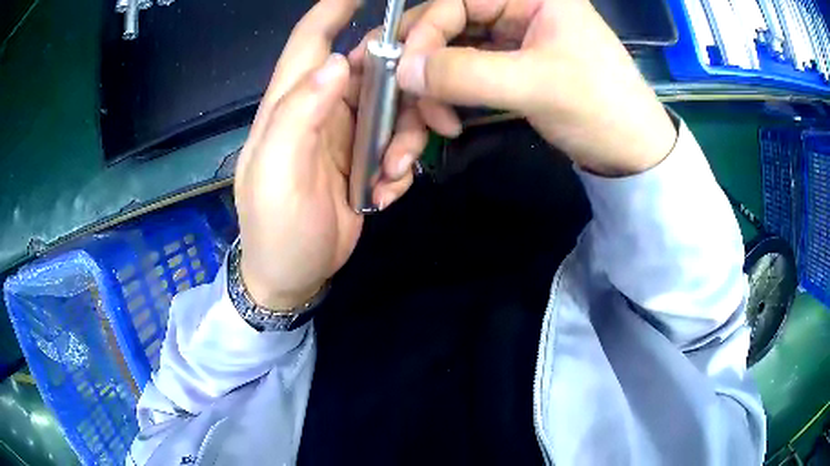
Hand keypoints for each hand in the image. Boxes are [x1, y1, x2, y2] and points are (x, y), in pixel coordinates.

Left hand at [234, 0, 425, 308]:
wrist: (291, 277)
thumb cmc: (275, 228)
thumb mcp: (276, 173)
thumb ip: (298, 114)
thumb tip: (339, 62)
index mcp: (290, 103)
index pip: (311, 40)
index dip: (334, 9)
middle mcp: (320, 107)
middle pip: (372, 70)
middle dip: (404, 89)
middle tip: (426, 121)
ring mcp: (345, 133)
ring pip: (394, 107)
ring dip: (407, 139)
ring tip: (395, 177)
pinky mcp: (363, 158)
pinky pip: (397, 142)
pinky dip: (401, 165)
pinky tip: (386, 194)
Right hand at [351, 0, 676, 176]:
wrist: (632, 152)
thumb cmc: (600, 108)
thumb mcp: (537, 86)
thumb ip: (466, 74)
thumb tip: (402, 70)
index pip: (455, 2)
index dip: (424, 34)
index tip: (406, 74)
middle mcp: (515, 8)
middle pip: (447, 25)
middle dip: (424, 64)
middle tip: (405, 98)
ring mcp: (511, 37)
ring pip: (450, 51)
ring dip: (433, 87)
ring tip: (435, 124)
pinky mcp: (509, 65)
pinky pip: (464, 72)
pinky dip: (448, 97)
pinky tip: (446, 119)